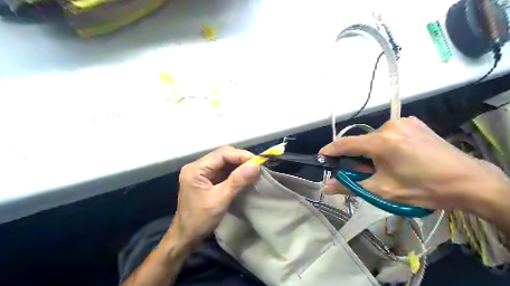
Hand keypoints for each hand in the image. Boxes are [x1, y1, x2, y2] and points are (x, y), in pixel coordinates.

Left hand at [173, 147, 258, 243]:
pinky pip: (223, 170)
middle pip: (222, 155)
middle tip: (257, 166)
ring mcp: (201, 172)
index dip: (240, 155)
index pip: (221, 154)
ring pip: (224, 162)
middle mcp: (197, 166)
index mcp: (196, 169)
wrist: (186, 237)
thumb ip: (238, 181)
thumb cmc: (200, 220)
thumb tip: (256, 165)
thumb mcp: (220, 199)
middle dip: (240, 159)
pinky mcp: (206, 179)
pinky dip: (235, 172)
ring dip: (239, 165)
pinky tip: (244, 175)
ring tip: (253, 170)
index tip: (258, 161)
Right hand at [319, 115, 506, 209]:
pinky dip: (385, 144)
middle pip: (362, 142)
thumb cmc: (422, 189)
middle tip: (363, 173)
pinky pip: (389, 133)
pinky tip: (397, 156)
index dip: (330, 150)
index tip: (321, 157)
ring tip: (385, 167)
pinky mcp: (413, 122)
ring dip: (372, 151)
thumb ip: (350, 186)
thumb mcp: (382, 190)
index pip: (346, 144)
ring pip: (375, 138)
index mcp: (381, 142)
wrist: (468, 182)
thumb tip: (325, 188)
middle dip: (357, 157)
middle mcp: (390, 126)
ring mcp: (403, 122)